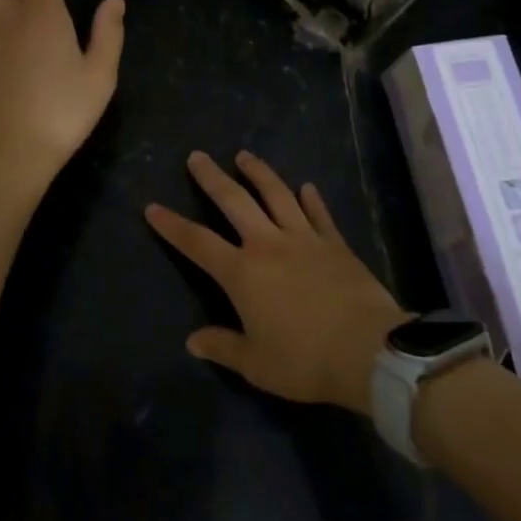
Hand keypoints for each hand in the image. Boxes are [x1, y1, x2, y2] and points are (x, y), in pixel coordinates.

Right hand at [145, 151, 409, 414]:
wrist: (367, 350)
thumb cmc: (304, 360)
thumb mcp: (256, 364)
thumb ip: (223, 347)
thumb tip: (192, 341)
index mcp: (243, 273)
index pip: (198, 243)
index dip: (172, 225)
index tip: (152, 207)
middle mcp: (268, 244)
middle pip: (234, 202)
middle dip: (212, 178)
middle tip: (197, 156)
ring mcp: (304, 239)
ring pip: (277, 195)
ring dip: (258, 172)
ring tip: (244, 156)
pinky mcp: (335, 243)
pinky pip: (319, 214)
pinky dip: (311, 199)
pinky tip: (306, 187)